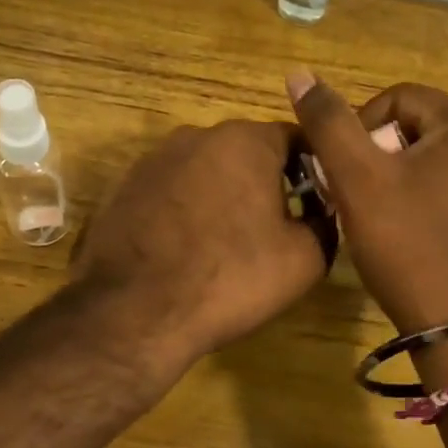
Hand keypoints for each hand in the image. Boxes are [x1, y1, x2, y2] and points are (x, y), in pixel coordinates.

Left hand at [70, 120, 328, 367]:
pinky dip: (185, 212)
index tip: (317, 204)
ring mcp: (153, 160)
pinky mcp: (123, 188)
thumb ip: (324, 224)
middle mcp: (196, 136)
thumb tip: (320, 214)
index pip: (295, 139)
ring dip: (222, 196)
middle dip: (265, 182)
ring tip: (227, 243)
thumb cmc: (231, 277)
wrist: (135, 311)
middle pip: (246, 152)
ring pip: (205, 171)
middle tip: (275, 227)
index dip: (313, 170)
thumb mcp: (305, 259)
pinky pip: (171, 193)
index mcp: (246, 140)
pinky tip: (186, 250)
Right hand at [286, 72, 447, 334]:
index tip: (344, 170)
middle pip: (416, 129)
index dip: (359, 127)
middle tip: (356, 196)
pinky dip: (421, 201)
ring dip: (396, 179)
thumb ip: (328, 123)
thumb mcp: (358, 180)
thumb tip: (299, 74)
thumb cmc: (408, 246)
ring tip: (375, 217)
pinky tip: (405, 234)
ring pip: (431, 161)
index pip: (398, 98)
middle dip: (377, 155)